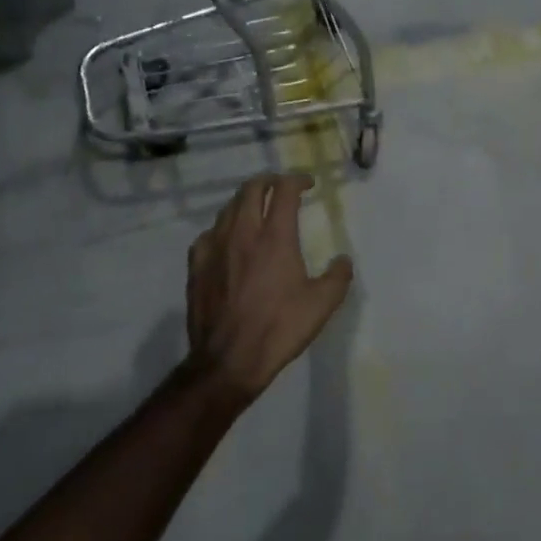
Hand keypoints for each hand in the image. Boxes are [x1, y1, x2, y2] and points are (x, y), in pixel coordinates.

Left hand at [184, 174, 352, 399]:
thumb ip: (338, 276)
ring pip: (228, 208)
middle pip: (251, 190)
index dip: (297, 180)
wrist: (229, 360)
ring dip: (245, 201)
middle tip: (281, 187)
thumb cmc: (279, 328)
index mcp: (275, 238)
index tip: (308, 184)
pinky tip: (227, 239)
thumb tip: (343, 260)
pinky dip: (222, 228)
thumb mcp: (322, 304)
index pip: (284, 191)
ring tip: (257, 208)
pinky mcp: (196, 267)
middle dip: (269, 181)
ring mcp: (215, 248)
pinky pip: (208, 234)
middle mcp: (243, 234)